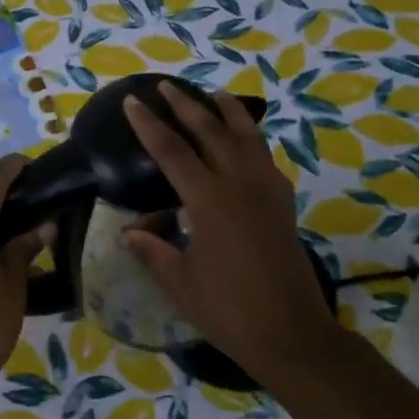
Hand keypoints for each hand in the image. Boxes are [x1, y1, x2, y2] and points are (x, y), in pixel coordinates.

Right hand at [121, 84, 342, 380]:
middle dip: (186, 106)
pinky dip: (253, 142)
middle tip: (166, 86)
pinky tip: (247, 144)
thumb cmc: (227, 310)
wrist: (290, 332)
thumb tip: (128, 232)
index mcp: (209, 201)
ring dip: (229, 113)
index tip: (133, 102)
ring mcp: (267, 192)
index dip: (149, 126)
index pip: (172, 152)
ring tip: (216, 95)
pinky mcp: (283, 205)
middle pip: (211, 132)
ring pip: (247, 138)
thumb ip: (153, 251)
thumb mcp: (179, 282)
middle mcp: (240, 185)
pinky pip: (266, 160)